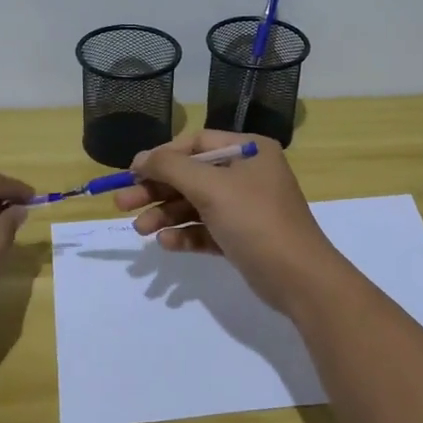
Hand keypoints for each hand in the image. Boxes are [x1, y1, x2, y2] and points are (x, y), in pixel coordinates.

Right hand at [110, 131, 338, 312]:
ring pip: (195, 205)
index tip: (132, 173)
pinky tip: (166, 244)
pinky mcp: (242, 237)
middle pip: (191, 175)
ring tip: (140, 230)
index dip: (162, 156)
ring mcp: (246, 207)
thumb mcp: (211, 188)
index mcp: (249, 150)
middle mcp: (248, 174)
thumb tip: (140, 158)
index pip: (196, 143)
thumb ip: (171, 167)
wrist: (300, 279)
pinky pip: (206, 229)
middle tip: (122, 204)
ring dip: (166, 215)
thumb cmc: (256, 221)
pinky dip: (186, 234)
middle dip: (157, 190)